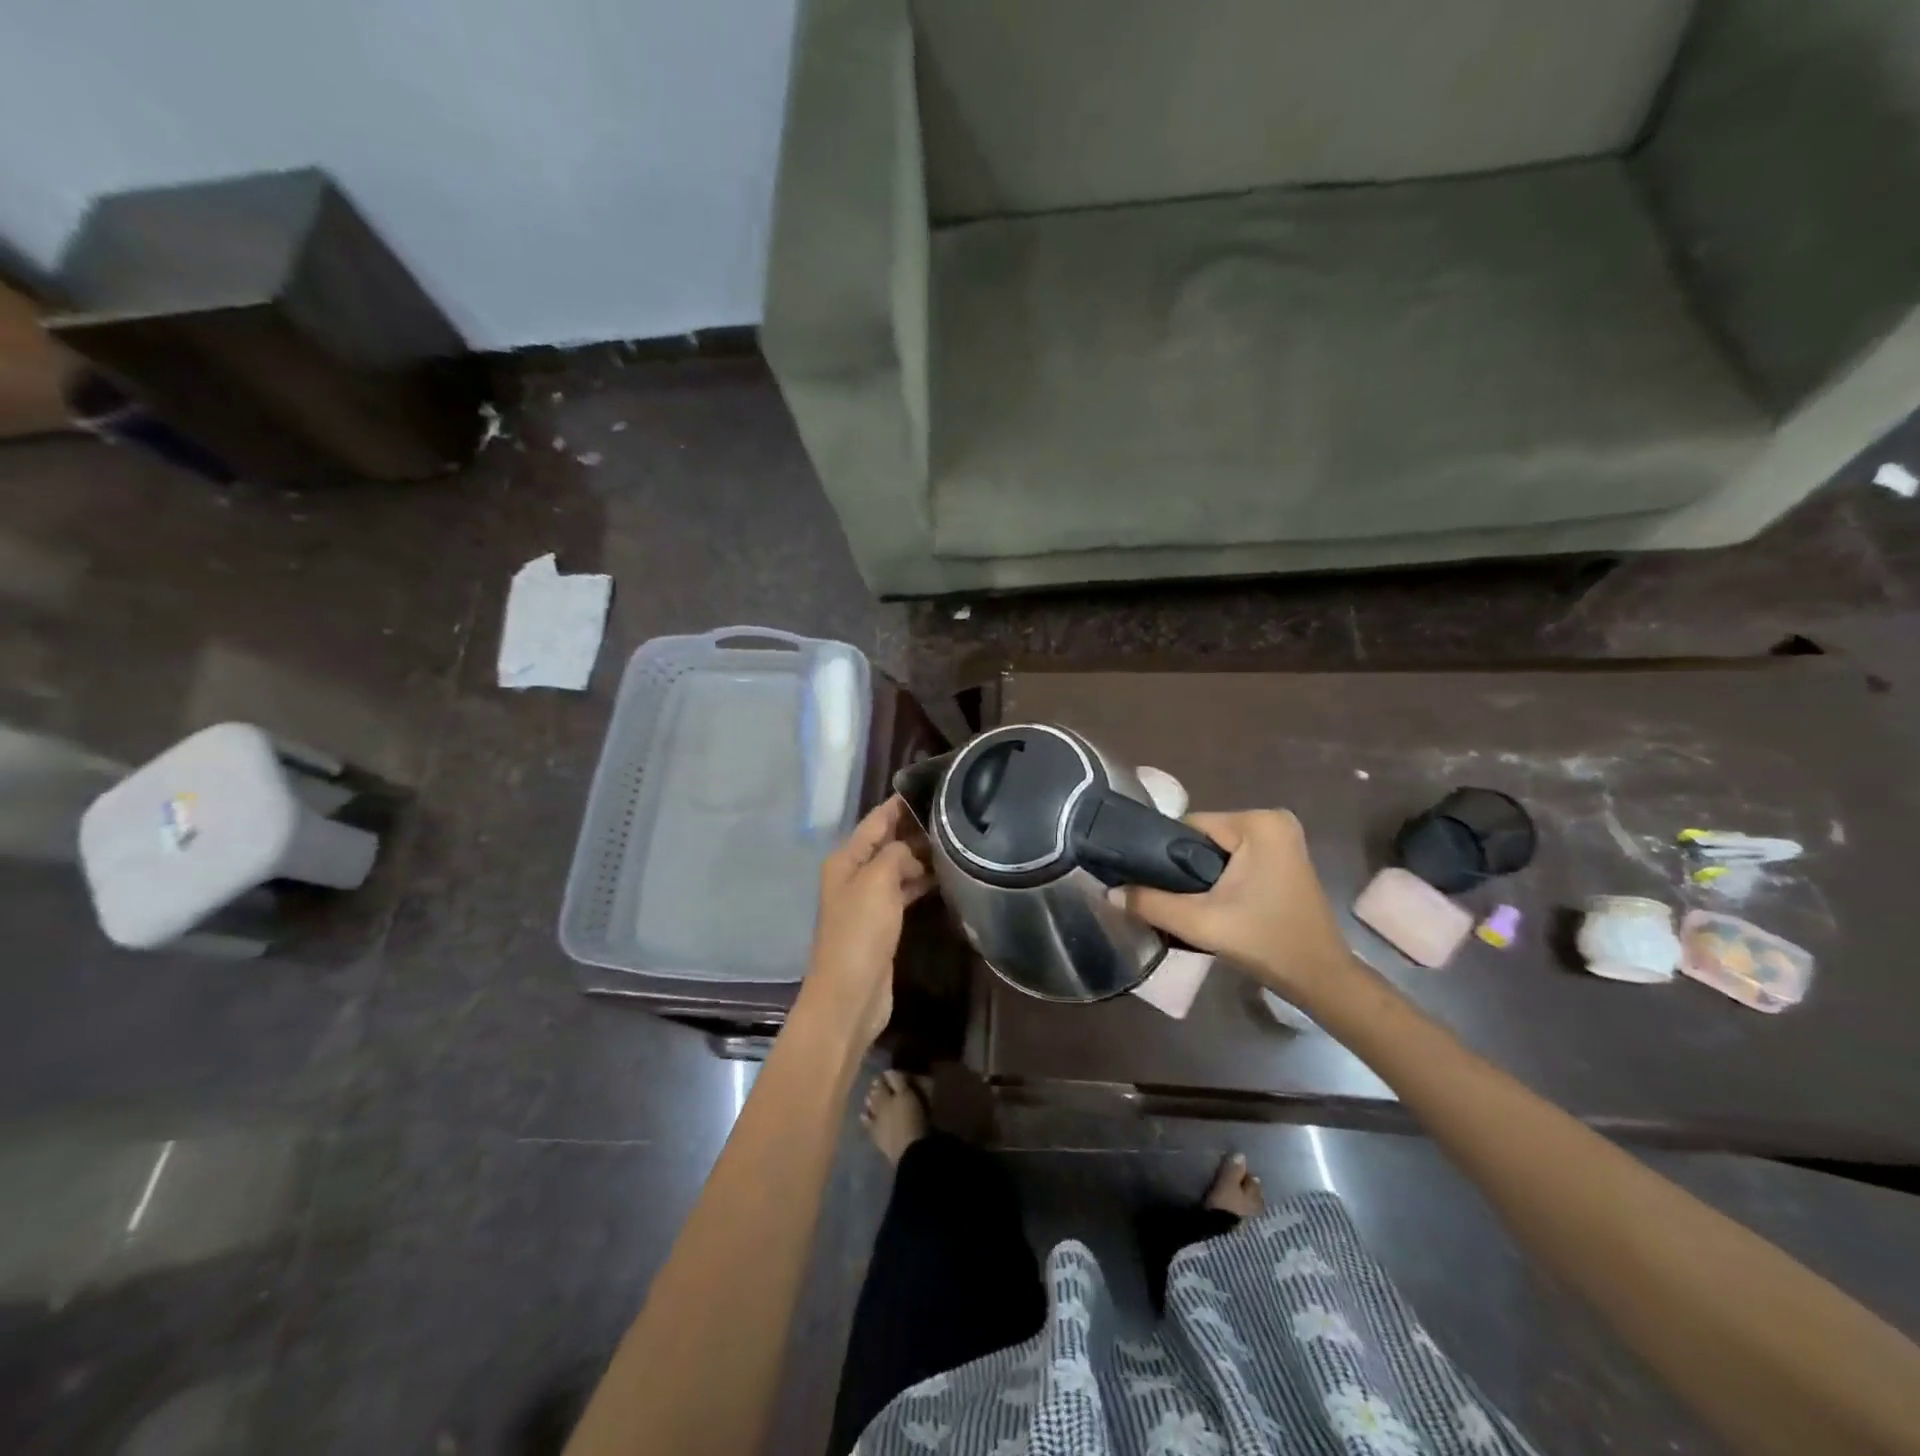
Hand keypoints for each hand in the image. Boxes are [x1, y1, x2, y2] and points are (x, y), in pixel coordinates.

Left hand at [800, 796, 934, 1044]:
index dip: (900, 804)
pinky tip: (945, 877)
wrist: (850, 994)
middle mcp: (854, 875)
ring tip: (956, 842)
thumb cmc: (860, 932)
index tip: (932, 788)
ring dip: (921, 856)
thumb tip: (912, 849)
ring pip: (897, 867)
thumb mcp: (877, 882)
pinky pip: (903, 891)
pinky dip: (921, 882)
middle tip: (954, 815)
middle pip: (887, 842)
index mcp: (846, 859)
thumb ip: (896, 854)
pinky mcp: (882, 923)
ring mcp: (868, 900)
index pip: (876, 820)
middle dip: (915, 829)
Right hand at [1124, 810, 1355, 1004]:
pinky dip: (1221, 878)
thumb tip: (1108, 893)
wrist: (1320, 978)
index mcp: (1258, 822)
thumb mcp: (1200, 923)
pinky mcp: (1285, 858)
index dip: (1165, 855)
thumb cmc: (1265, 942)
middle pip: (1203, 838)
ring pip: (1218, 850)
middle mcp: (1273, 820)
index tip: (1150, 884)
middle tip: (1171, 900)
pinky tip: (1213, 904)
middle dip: (1184, 867)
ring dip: (1201, 875)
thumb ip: (1149, 903)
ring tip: (1188, 905)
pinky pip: (1236, 859)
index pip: (1189, 827)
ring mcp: (1283, 839)